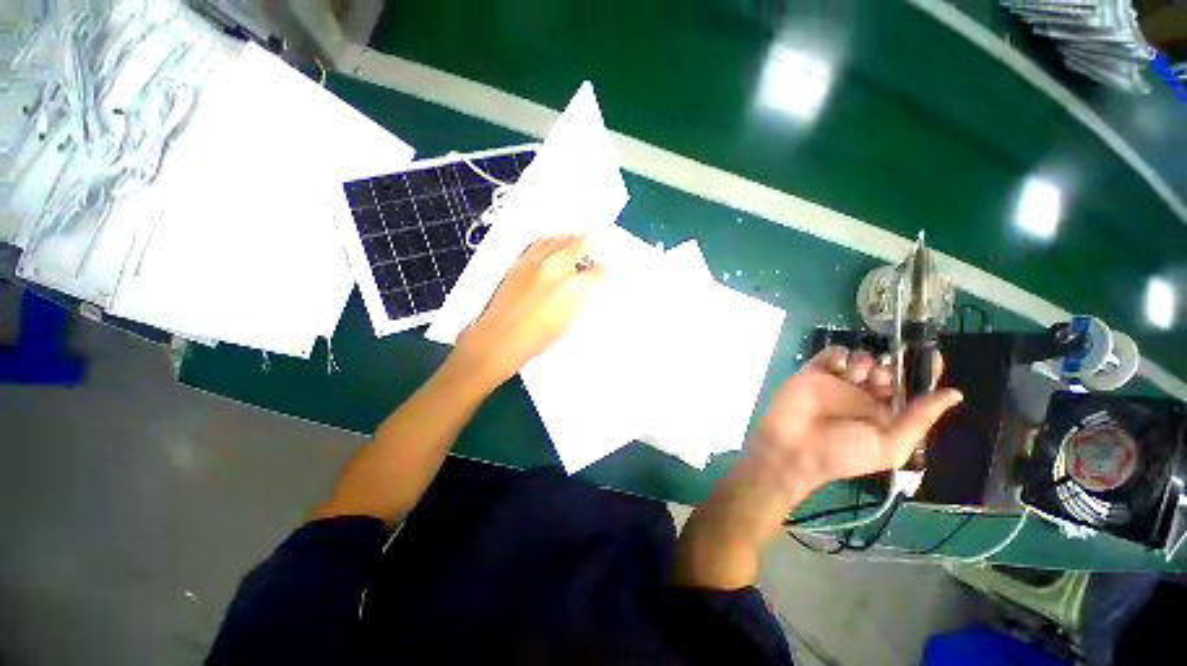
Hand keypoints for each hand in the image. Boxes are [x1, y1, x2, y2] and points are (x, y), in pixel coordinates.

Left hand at [450, 234, 605, 387]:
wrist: (500, 338)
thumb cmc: (537, 338)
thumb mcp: (568, 322)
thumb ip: (578, 299)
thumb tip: (583, 287)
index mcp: (574, 286)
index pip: (597, 270)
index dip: (602, 270)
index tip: (603, 270)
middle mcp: (557, 267)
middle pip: (579, 244)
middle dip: (587, 247)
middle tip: (589, 252)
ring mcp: (536, 261)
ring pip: (557, 238)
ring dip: (568, 240)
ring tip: (571, 243)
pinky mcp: (520, 261)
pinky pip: (537, 242)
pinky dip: (547, 241)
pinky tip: (549, 245)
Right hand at [749, 346, 960, 493]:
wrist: (793, 449)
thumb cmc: (842, 453)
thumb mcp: (889, 446)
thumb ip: (919, 420)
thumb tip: (954, 394)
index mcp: (885, 414)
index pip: (909, 389)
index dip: (921, 373)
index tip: (930, 355)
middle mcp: (863, 396)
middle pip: (885, 369)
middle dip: (889, 368)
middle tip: (879, 380)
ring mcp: (837, 382)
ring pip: (860, 358)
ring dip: (865, 361)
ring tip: (856, 376)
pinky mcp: (814, 373)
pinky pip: (831, 354)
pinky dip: (839, 353)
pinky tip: (840, 366)